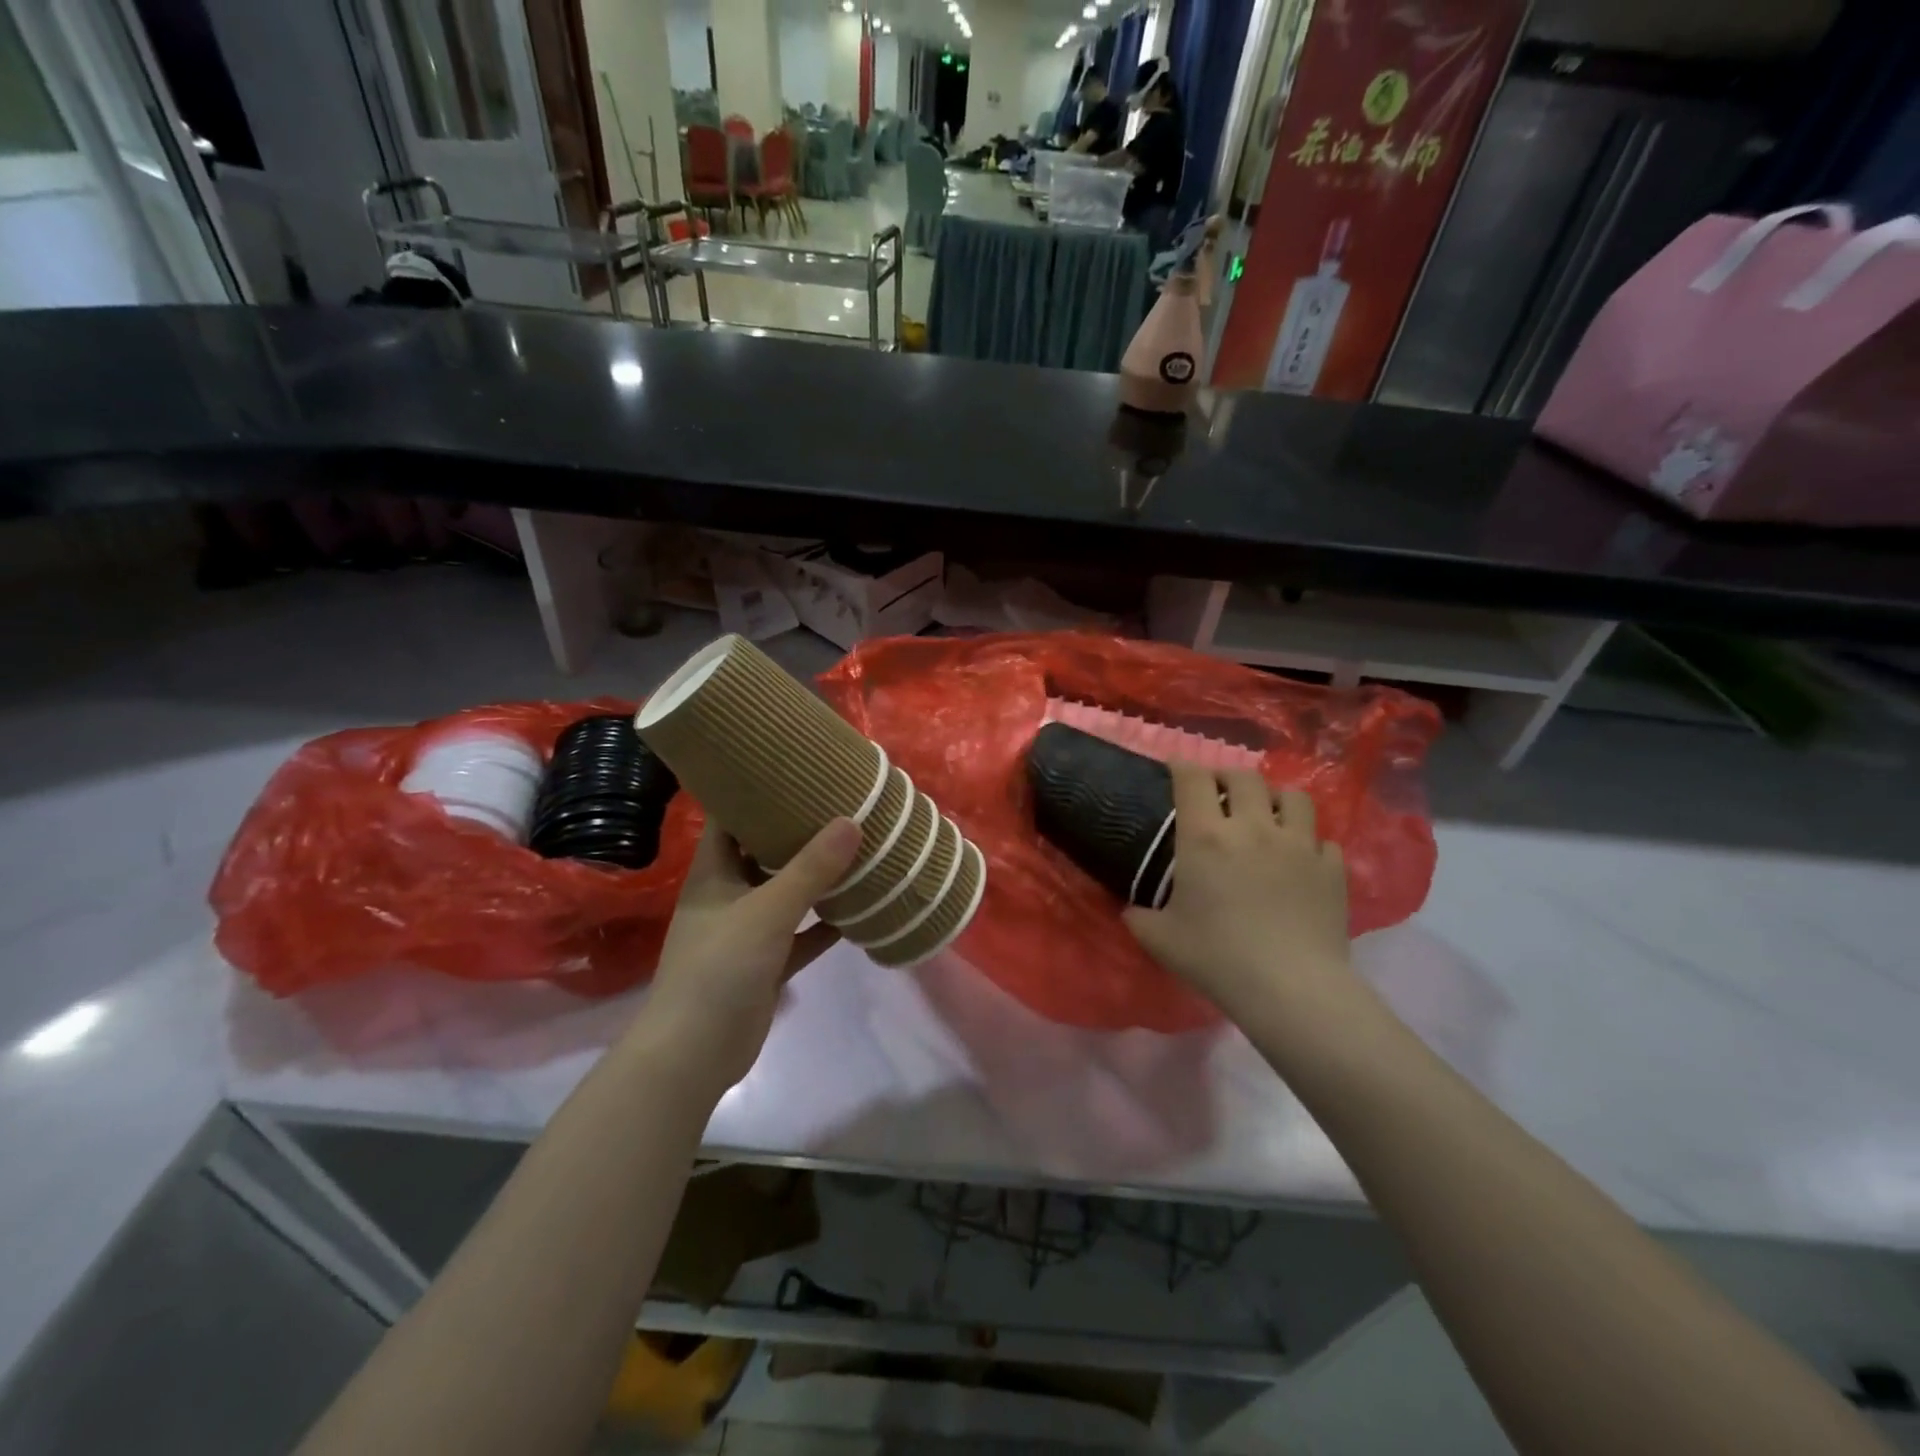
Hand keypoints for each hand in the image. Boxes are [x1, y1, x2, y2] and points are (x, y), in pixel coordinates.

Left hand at [638, 816, 861, 1095]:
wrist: (694, 1053)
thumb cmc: (719, 968)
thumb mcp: (767, 911)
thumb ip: (810, 869)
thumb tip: (851, 821)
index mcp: (714, 872)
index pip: (731, 817)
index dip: (756, 790)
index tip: (795, 767)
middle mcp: (728, 894)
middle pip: (764, 851)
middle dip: (799, 830)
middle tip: (841, 802)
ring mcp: (747, 930)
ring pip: (786, 892)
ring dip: (817, 876)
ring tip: (857, 846)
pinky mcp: (766, 963)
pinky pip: (801, 933)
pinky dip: (824, 922)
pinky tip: (858, 907)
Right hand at [1123, 763, 1352, 1022]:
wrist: (1290, 988)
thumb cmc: (1217, 957)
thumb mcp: (1159, 938)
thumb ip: (1138, 916)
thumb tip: (1129, 909)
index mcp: (1206, 836)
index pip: (1193, 778)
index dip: (1182, 765)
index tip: (1176, 767)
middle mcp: (1253, 827)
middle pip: (1245, 777)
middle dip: (1228, 778)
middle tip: (1220, 794)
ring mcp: (1299, 844)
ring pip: (1293, 796)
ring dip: (1275, 799)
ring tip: (1267, 815)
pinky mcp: (1332, 868)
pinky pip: (1323, 839)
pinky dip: (1309, 842)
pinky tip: (1300, 859)